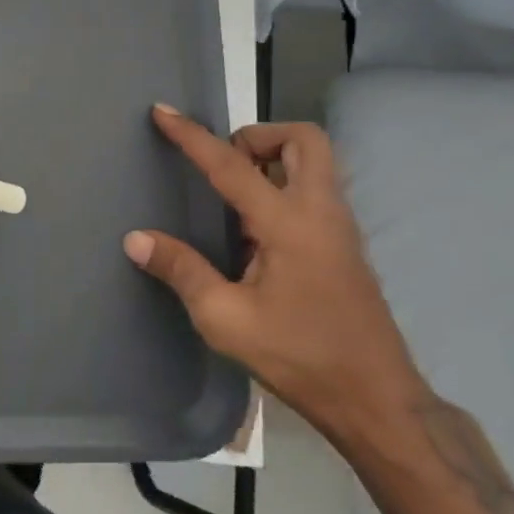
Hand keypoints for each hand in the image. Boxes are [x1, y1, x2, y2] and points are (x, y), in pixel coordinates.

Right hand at [123, 106, 423, 446]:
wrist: (377, 401)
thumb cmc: (299, 357)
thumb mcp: (225, 319)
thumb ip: (181, 270)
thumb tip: (136, 238)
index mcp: (289, 225)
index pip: (232, 165)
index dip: (192, 136)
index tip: (163, 112)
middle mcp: (321, 214)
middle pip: (304, 140)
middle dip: (258, 136)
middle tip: (223, 163)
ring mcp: (338, 229)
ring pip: (313, 163)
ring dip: (272, 159)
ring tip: (231, 193)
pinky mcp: (343, 247)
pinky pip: (312, 191)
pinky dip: (280, 185)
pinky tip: (251, 229)